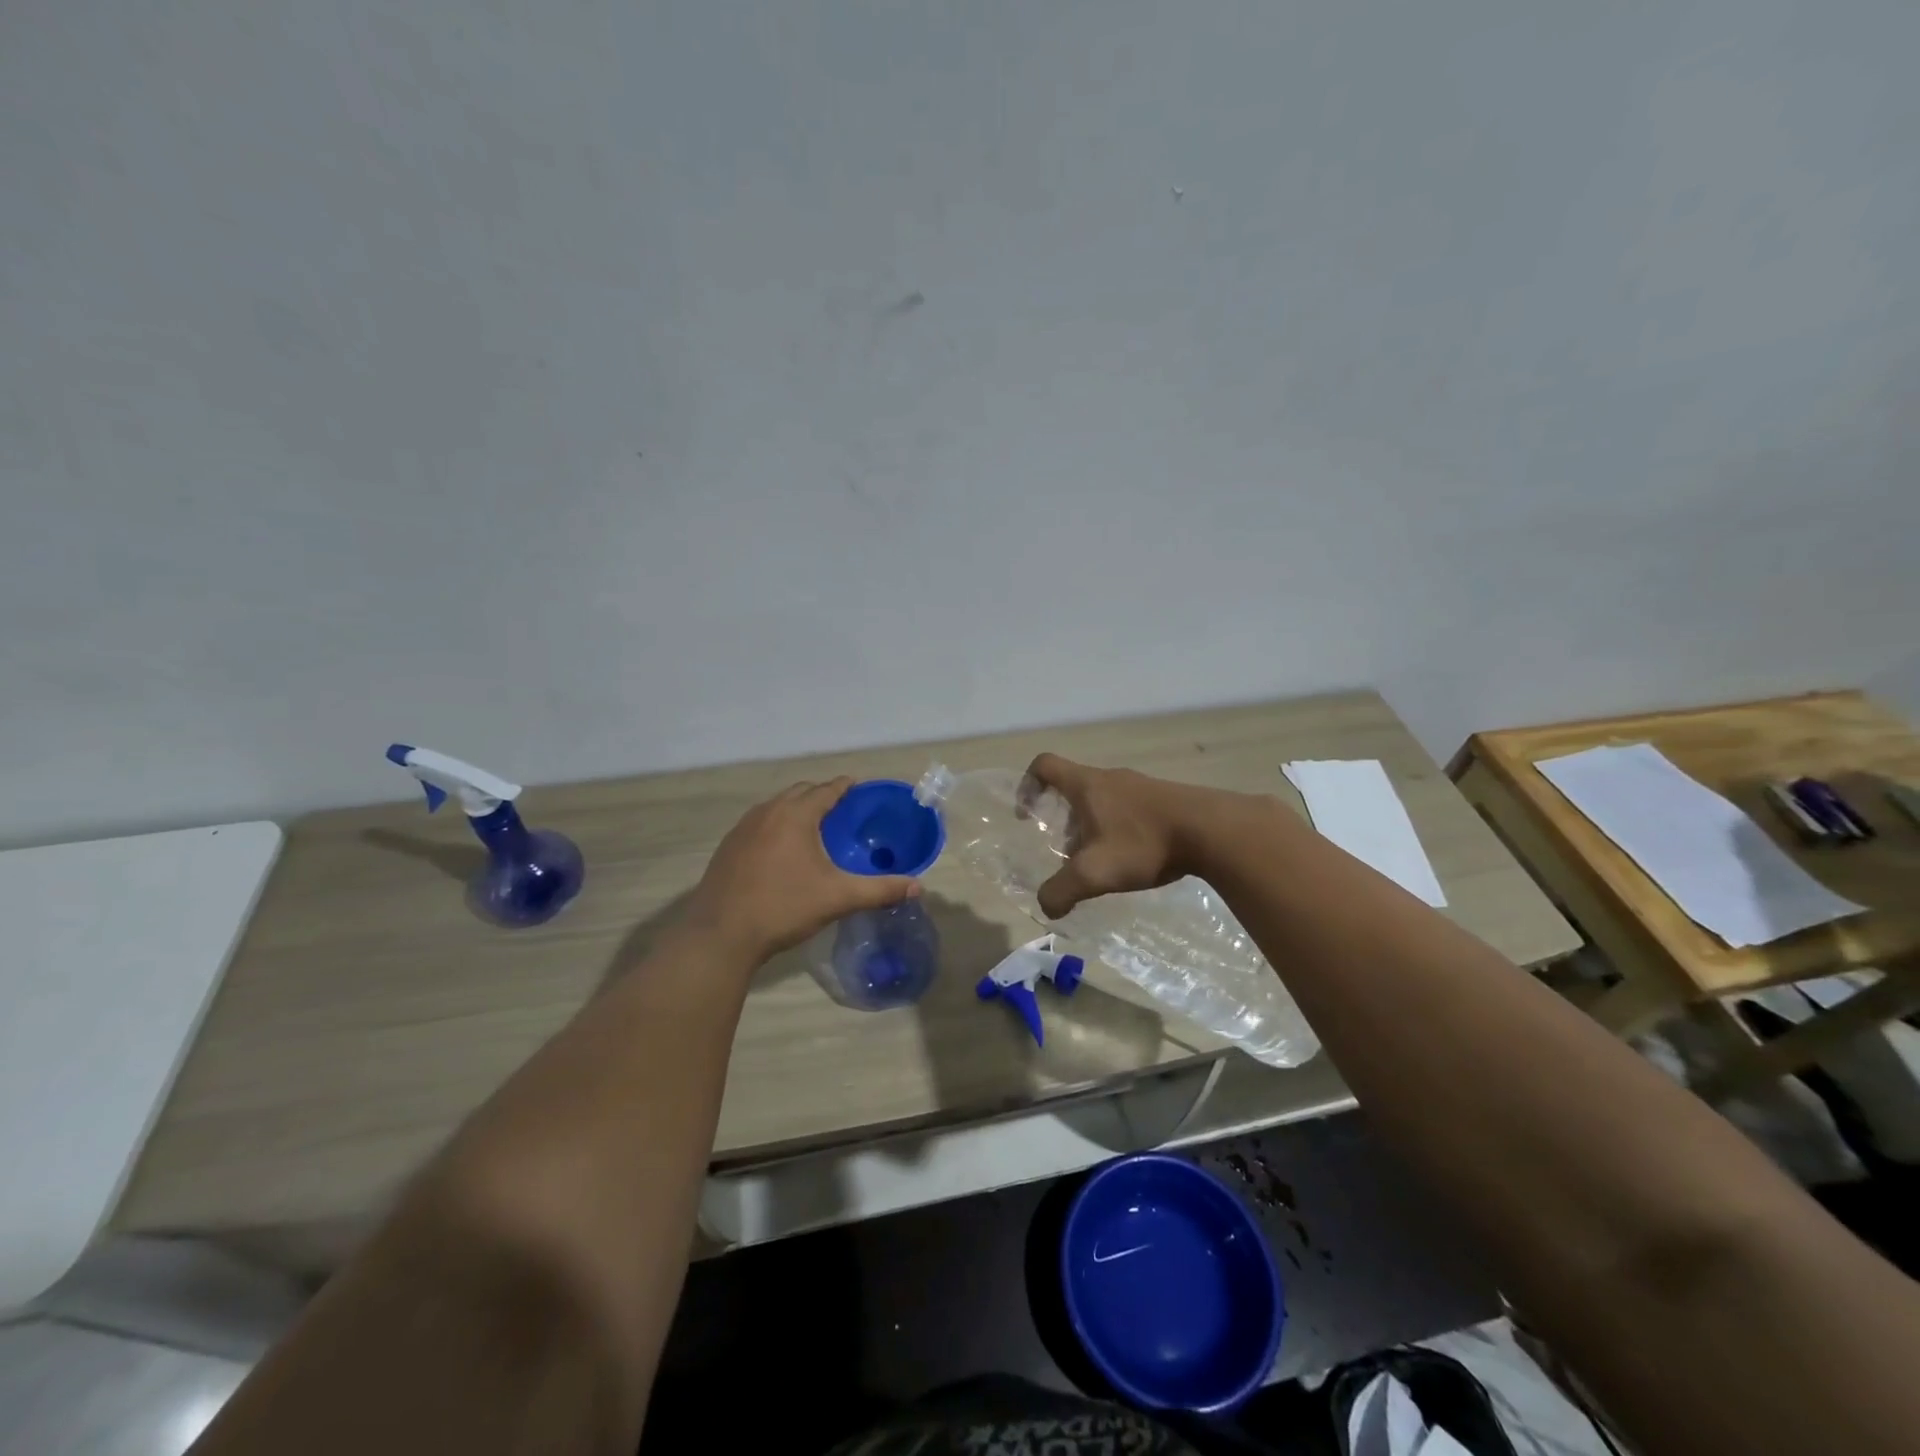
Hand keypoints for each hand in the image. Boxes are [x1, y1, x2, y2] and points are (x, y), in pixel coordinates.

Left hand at [685, 777, 921, 962]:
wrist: (720, 934)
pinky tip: (781, 852)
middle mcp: (768, 812)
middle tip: (841, 811)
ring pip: (776, 807)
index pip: (826, 789)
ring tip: (813, 828)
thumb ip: (879, 890)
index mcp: (796, 815)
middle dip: (821, 796)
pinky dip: (776, 826)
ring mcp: (743, 828)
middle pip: (800, 792)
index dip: (844, 787)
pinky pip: (759, 824)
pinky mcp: (728, 847)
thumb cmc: (783, 907)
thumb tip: (917, 888)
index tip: (858, 788)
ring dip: (796, 809)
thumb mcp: (838, 898)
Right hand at [1023, 754, 1211, 918]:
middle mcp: (1110, 778)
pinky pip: (1128, 807)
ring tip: (1101, 860)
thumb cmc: (1144, 843)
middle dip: (1062, 817)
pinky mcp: (1163, 798)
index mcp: (1087, 785)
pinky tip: (1133, 858)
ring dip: (1091, 825)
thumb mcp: (1095, 873)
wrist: (1212, 831)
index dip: (1027, 784)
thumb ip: (1061, 891)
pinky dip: (1119, 828)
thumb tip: (1045, 907)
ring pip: (1102, 799)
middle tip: (1067, 849)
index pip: (1045, 765)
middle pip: (1073, 786)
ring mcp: (1139, 786)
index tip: (1028, 812)